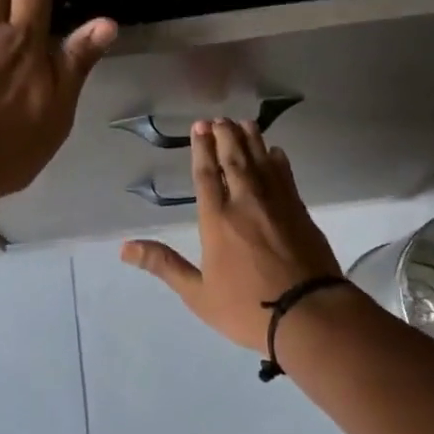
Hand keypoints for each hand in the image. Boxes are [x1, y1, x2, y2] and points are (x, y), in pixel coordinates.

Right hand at [121, 118, 343, 352]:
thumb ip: (163, 265)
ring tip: (244, 123)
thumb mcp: (198, 294)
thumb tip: (124, 248)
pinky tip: (276, 152)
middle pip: (235, 160)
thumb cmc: (247, 308)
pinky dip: (279, 161)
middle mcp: (246, 202)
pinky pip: (286, 177)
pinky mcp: (300, 212)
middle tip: (220, 119)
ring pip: (262, 162)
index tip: (200, 127)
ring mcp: (277, 204)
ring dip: (252, 140)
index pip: (207, 175)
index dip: (202, 149)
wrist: (309, 314)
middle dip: (226, 136)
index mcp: (217, 220)